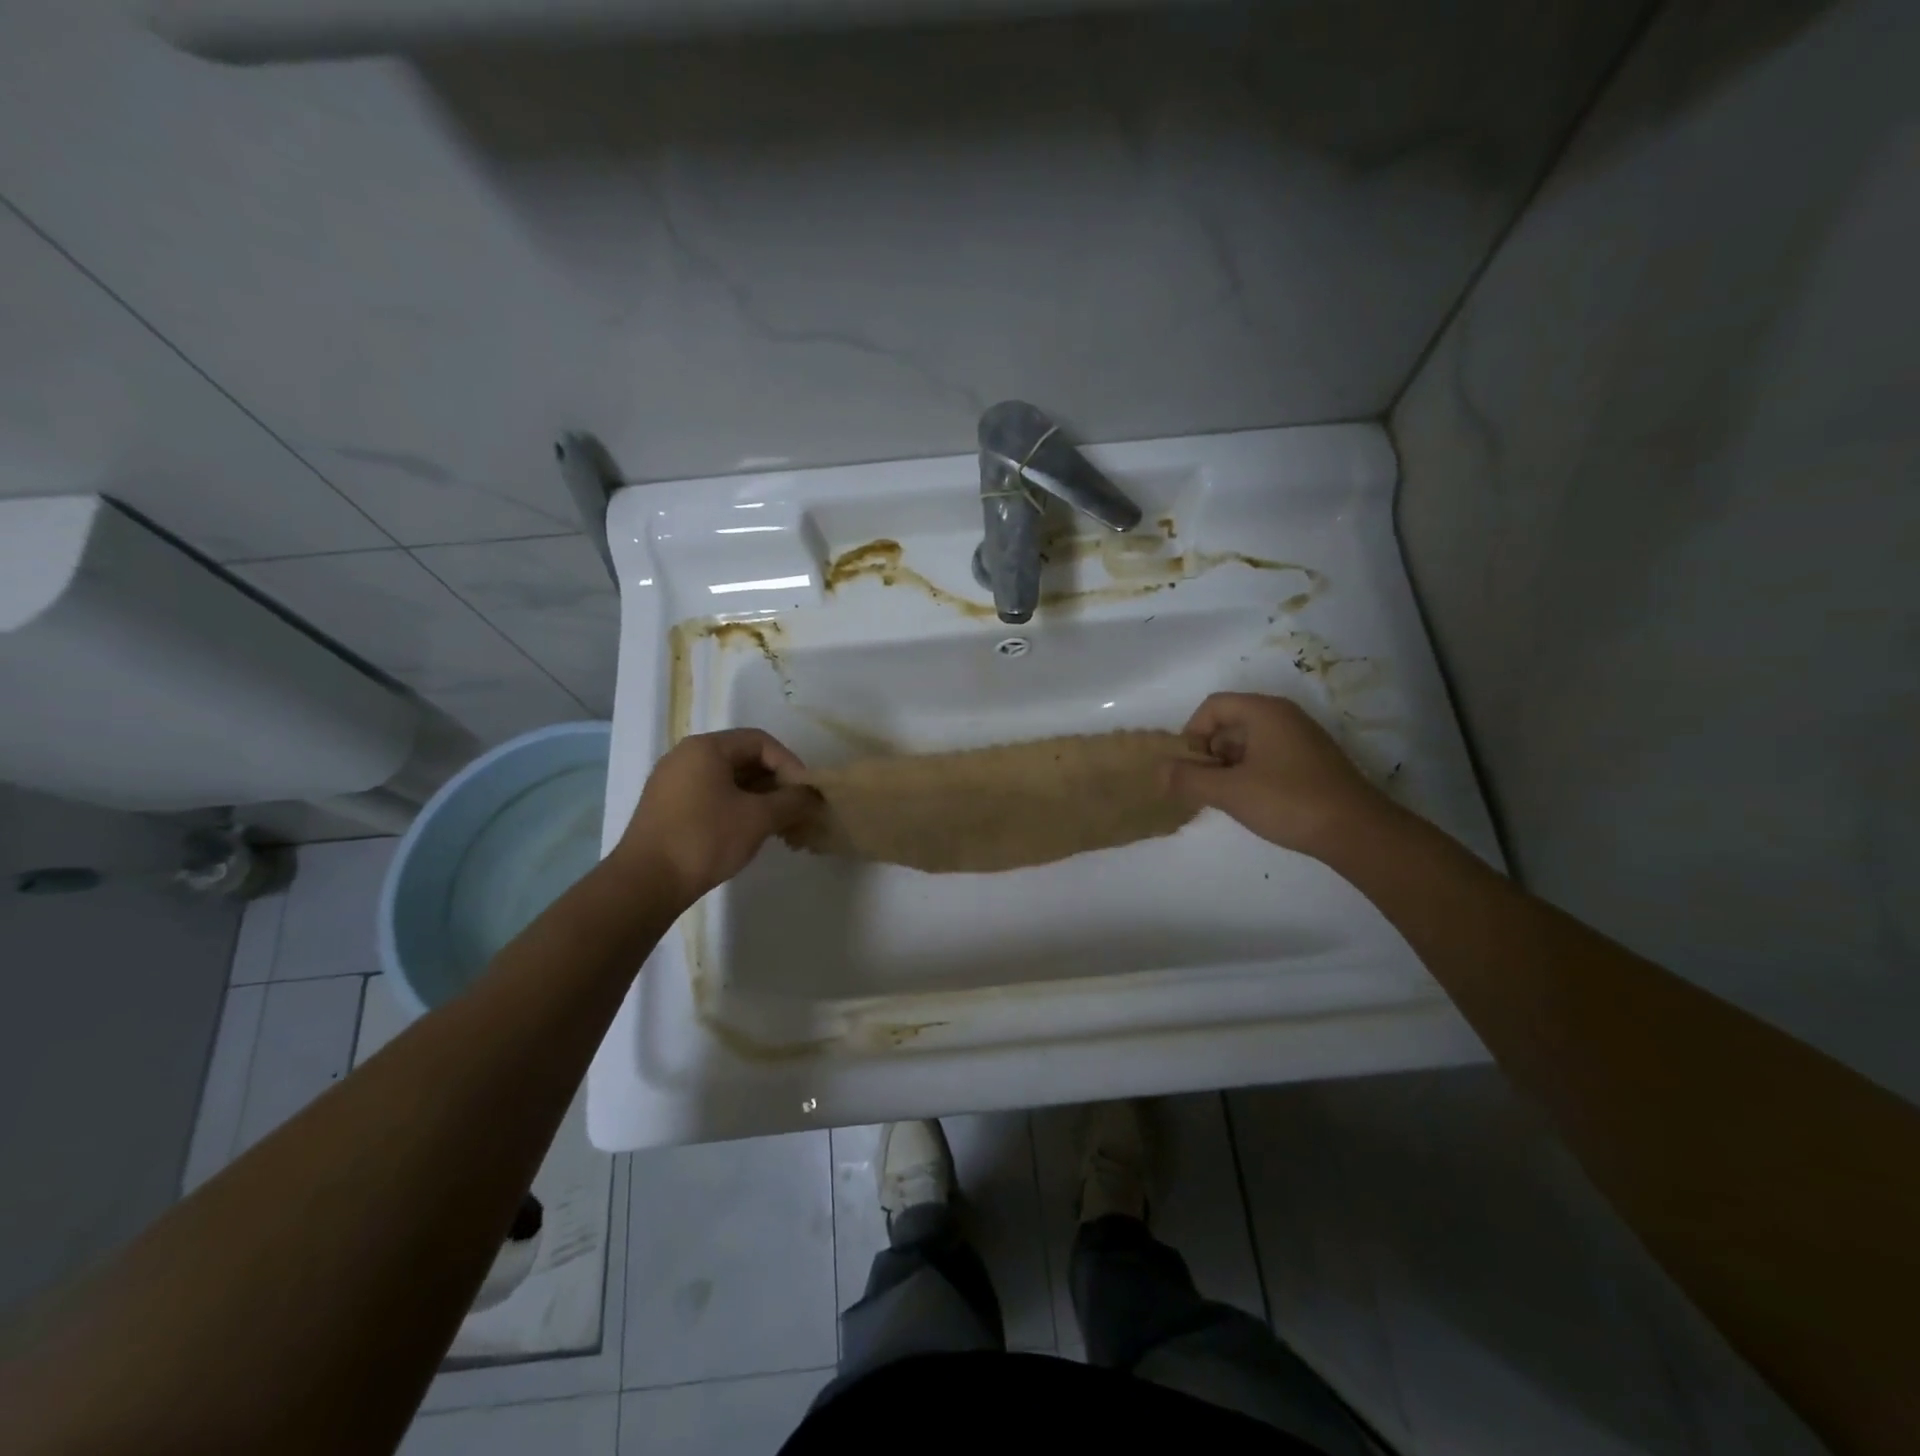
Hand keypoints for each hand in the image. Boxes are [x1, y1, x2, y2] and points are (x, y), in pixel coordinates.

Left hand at [615, 729, 814, 905]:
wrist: (645, 883)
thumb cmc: (704, 840)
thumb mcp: (758, 818)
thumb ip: (792, 801)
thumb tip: (813, 796)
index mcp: (706, 747)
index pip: (760, 741)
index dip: (790, 764)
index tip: (806, 792)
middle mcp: (685, 756)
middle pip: (743, 757)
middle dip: (776, 781)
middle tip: (796, 808)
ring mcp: (672, 781)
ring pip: (727, 778)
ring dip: (758, 796)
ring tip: (779, 823)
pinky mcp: (666, 806)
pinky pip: (710, 794)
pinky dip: (736, 806)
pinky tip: (750, 830)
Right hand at [1164, 692, 1390, 857]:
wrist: (1357, 831)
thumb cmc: (1288, 801)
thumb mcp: (1229, 792)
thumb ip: (1189, 779)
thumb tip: (1159, 772)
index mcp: (1264, 712)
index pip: (1213, 706)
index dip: (1192, 733)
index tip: (1188, 767)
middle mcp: (1284, 716)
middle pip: (1230, 722)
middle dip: (1209, 752)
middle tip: (1205, 786)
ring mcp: (1301, 738)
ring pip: (1249, 742)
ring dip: (1228, 766)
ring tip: (1227, 798)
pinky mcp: (1312, 761)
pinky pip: (1268, 756)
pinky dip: (1251, 773)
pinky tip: (1252, 802)